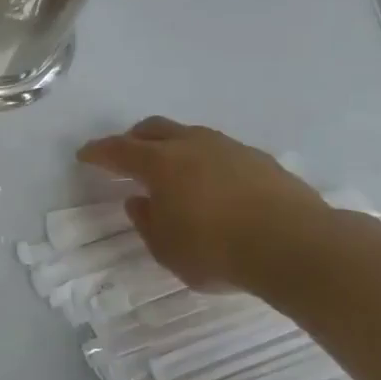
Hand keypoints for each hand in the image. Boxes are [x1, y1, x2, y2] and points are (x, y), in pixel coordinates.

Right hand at [77, 117, 336, 291]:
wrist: (296, 246)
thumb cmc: (216, 250)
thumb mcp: (165, 248)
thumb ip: (146, 221)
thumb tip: (138, 200)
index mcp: (161, 164)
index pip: (118, 150)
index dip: (98, 152)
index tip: (84, 155)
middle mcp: (193, 146)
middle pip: (154, 129)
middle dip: (134, 139)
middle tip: (124, 156)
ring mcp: (230, 148)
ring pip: (190, 135)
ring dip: (171, 147)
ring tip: (169, 170)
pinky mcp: (260, 160)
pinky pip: (219, 150)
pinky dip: (202, 160)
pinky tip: (209, 183)